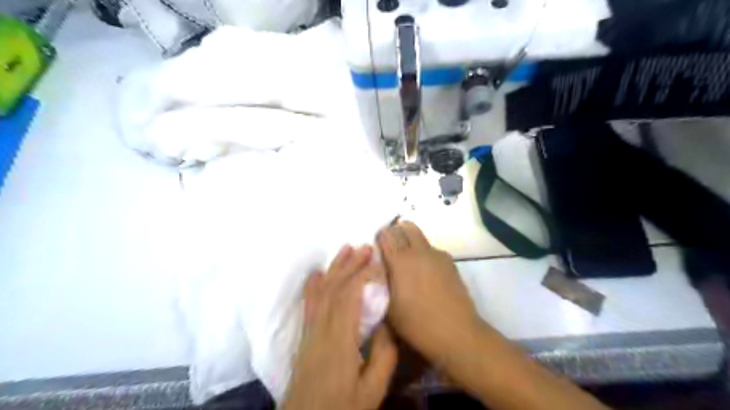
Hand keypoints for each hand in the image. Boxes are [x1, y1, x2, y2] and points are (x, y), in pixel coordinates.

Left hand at [285, 247, 398, 409]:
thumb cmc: (342, 407)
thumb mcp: (372, 390)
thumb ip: (383, 355)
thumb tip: (386, 322)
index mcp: (339, 341)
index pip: (349, 297)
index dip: (363, 275)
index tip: (377, 262)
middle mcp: (321, 330)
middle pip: (334, 289)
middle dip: (350, 265)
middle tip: (366, 247)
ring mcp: (309, 332)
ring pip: (320, 292)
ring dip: (334, 269)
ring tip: (346, 249)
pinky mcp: (304, 336)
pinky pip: (308, 304)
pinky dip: (313, 285)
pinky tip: (317, 273)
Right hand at [375, 223, 483, 366]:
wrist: (456, 331)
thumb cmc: (416, 323)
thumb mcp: (388, 307)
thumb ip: (381, 283)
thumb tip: (379, 268)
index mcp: (400, 260)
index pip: (387, 234)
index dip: (380, 236)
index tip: (377, 245)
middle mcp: (419, 251)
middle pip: (406, 227)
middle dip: (396, 231)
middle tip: (391, 245)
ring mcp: (437, 255)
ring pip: (420, 236)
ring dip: (411, 240)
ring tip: (408, 259)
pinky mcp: (450, 262)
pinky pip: (432, 249)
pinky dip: (424, 252)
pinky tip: (425, 271)